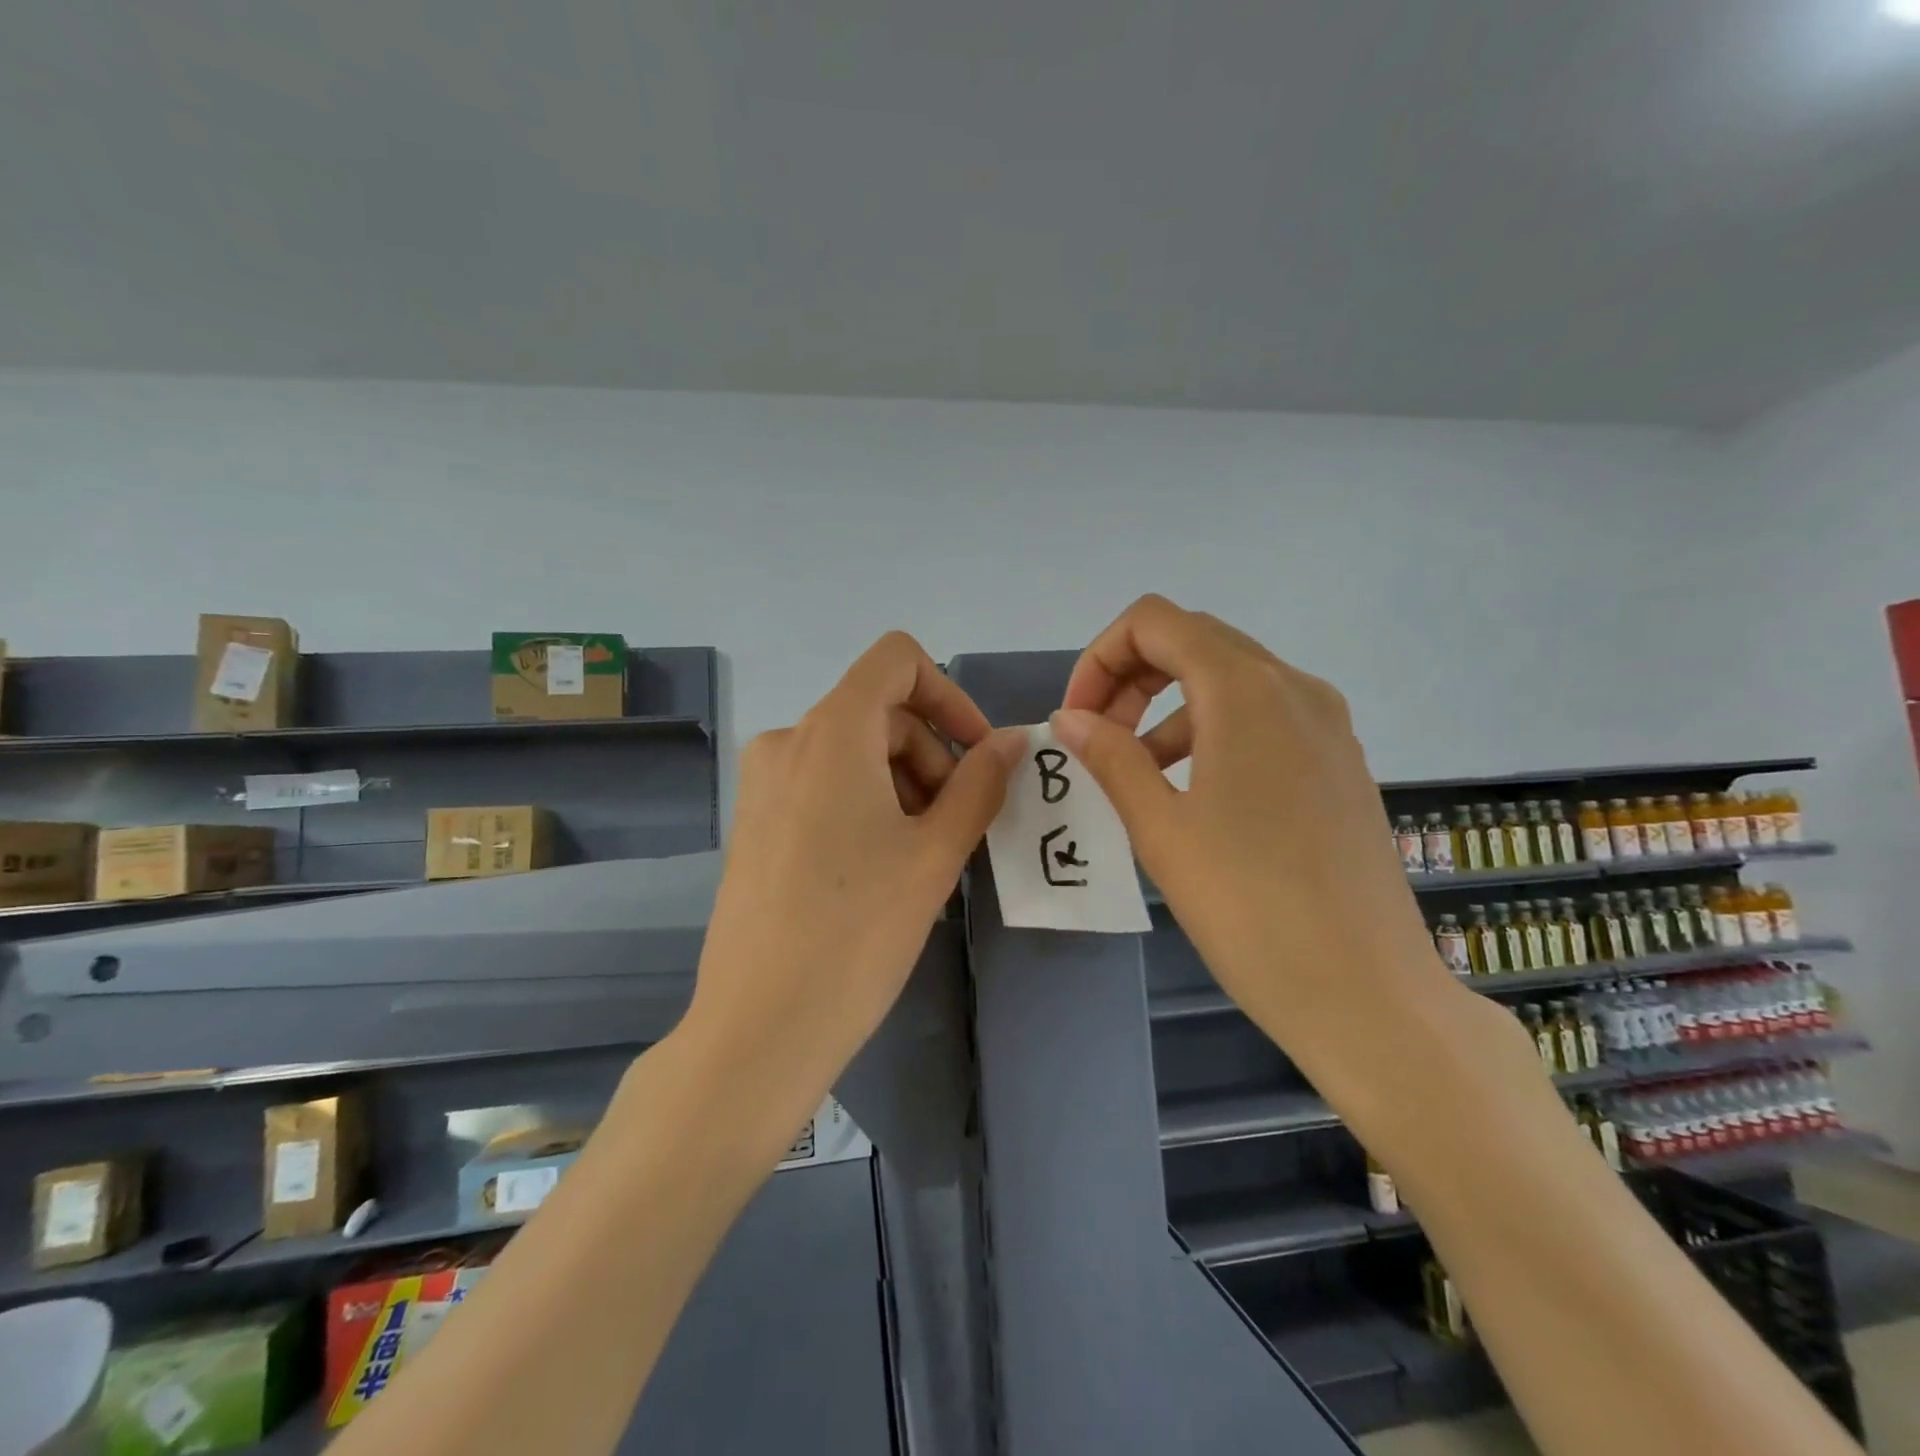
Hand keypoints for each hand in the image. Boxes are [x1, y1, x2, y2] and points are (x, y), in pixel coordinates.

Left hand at [681, 632, 1024, 1128]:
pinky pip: (823, 784)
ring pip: (853, 751)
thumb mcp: (935, 854)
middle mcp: (787, 741)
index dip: (949, 695)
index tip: (977, 755)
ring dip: (903, 784)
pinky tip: (880, 869)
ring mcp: (762, 783)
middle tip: (956, 827)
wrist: (759, 1026)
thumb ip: (981, 783)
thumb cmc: (858, 932)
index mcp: (830, 731)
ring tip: (921, 858)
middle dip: (932, 756)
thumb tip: (1012, 740)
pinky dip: (866, 803)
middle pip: (880, 713)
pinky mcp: (754, 822)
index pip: (896, 660)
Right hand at [1052, 596, 1464, 1082]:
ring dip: (1167, 705)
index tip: (1078, 719)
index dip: (1101, 658)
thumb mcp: (1162, 828)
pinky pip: (1262, 716)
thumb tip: (1070, 718)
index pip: (1155, 621)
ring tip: (1134, 770)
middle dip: (1130, 676)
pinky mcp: (1339, 762)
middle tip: (1096, 737)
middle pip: (1193, 640)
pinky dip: (1210, 729)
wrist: (1366, 992)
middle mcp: (1293, 687)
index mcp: (1245, 690)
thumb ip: (1110, 757)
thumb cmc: (1249, 906)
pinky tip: (1191, 790)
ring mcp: (1326, 724)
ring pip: (1228, 678)